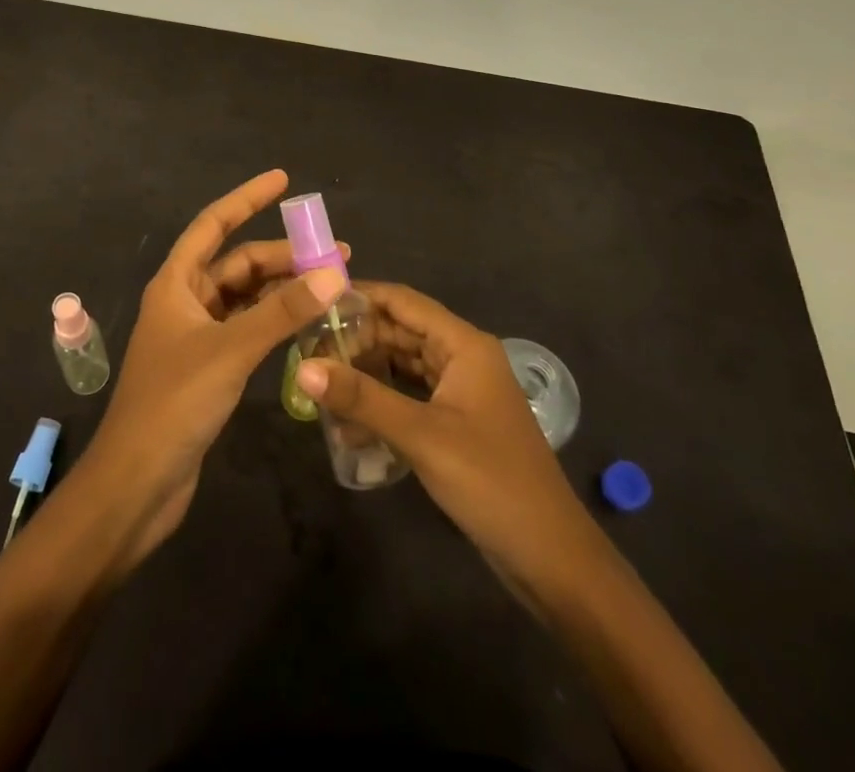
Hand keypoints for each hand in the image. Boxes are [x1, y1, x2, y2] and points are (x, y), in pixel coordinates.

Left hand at [77, 169, 347, 569]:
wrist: (136, 485)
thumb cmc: (173, 404)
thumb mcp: (230, 350)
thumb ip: (282, 312)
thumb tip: (333, 272)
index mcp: (176, 283)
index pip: (214, 224)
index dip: (246, 198)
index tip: (283, 180)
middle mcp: (184, 301)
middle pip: (238, 263)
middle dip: (283, 255)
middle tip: (335, 256)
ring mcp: (196, 336)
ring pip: (245, 297)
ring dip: (283, 289)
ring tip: (330, 286)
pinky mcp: (208, 368)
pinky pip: (247, 328)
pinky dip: (275, 321)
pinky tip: (306, 324)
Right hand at [295, 282, 586, 603]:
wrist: (551, 557)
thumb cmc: (491, 482)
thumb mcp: (421, 436)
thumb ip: (362, 399)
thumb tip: (303, 368)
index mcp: (464, 345)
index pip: (403, 301)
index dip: (359, 296)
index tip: (313, 301)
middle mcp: (464, 357)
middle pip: (401, 330)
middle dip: (356, 338)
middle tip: (307, 350)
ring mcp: (462, 390)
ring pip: (404, 363)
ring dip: (367, 370)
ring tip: (321, 378)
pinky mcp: (457, 421)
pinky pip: (412, 395)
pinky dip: (383, 400)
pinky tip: (350, 417)